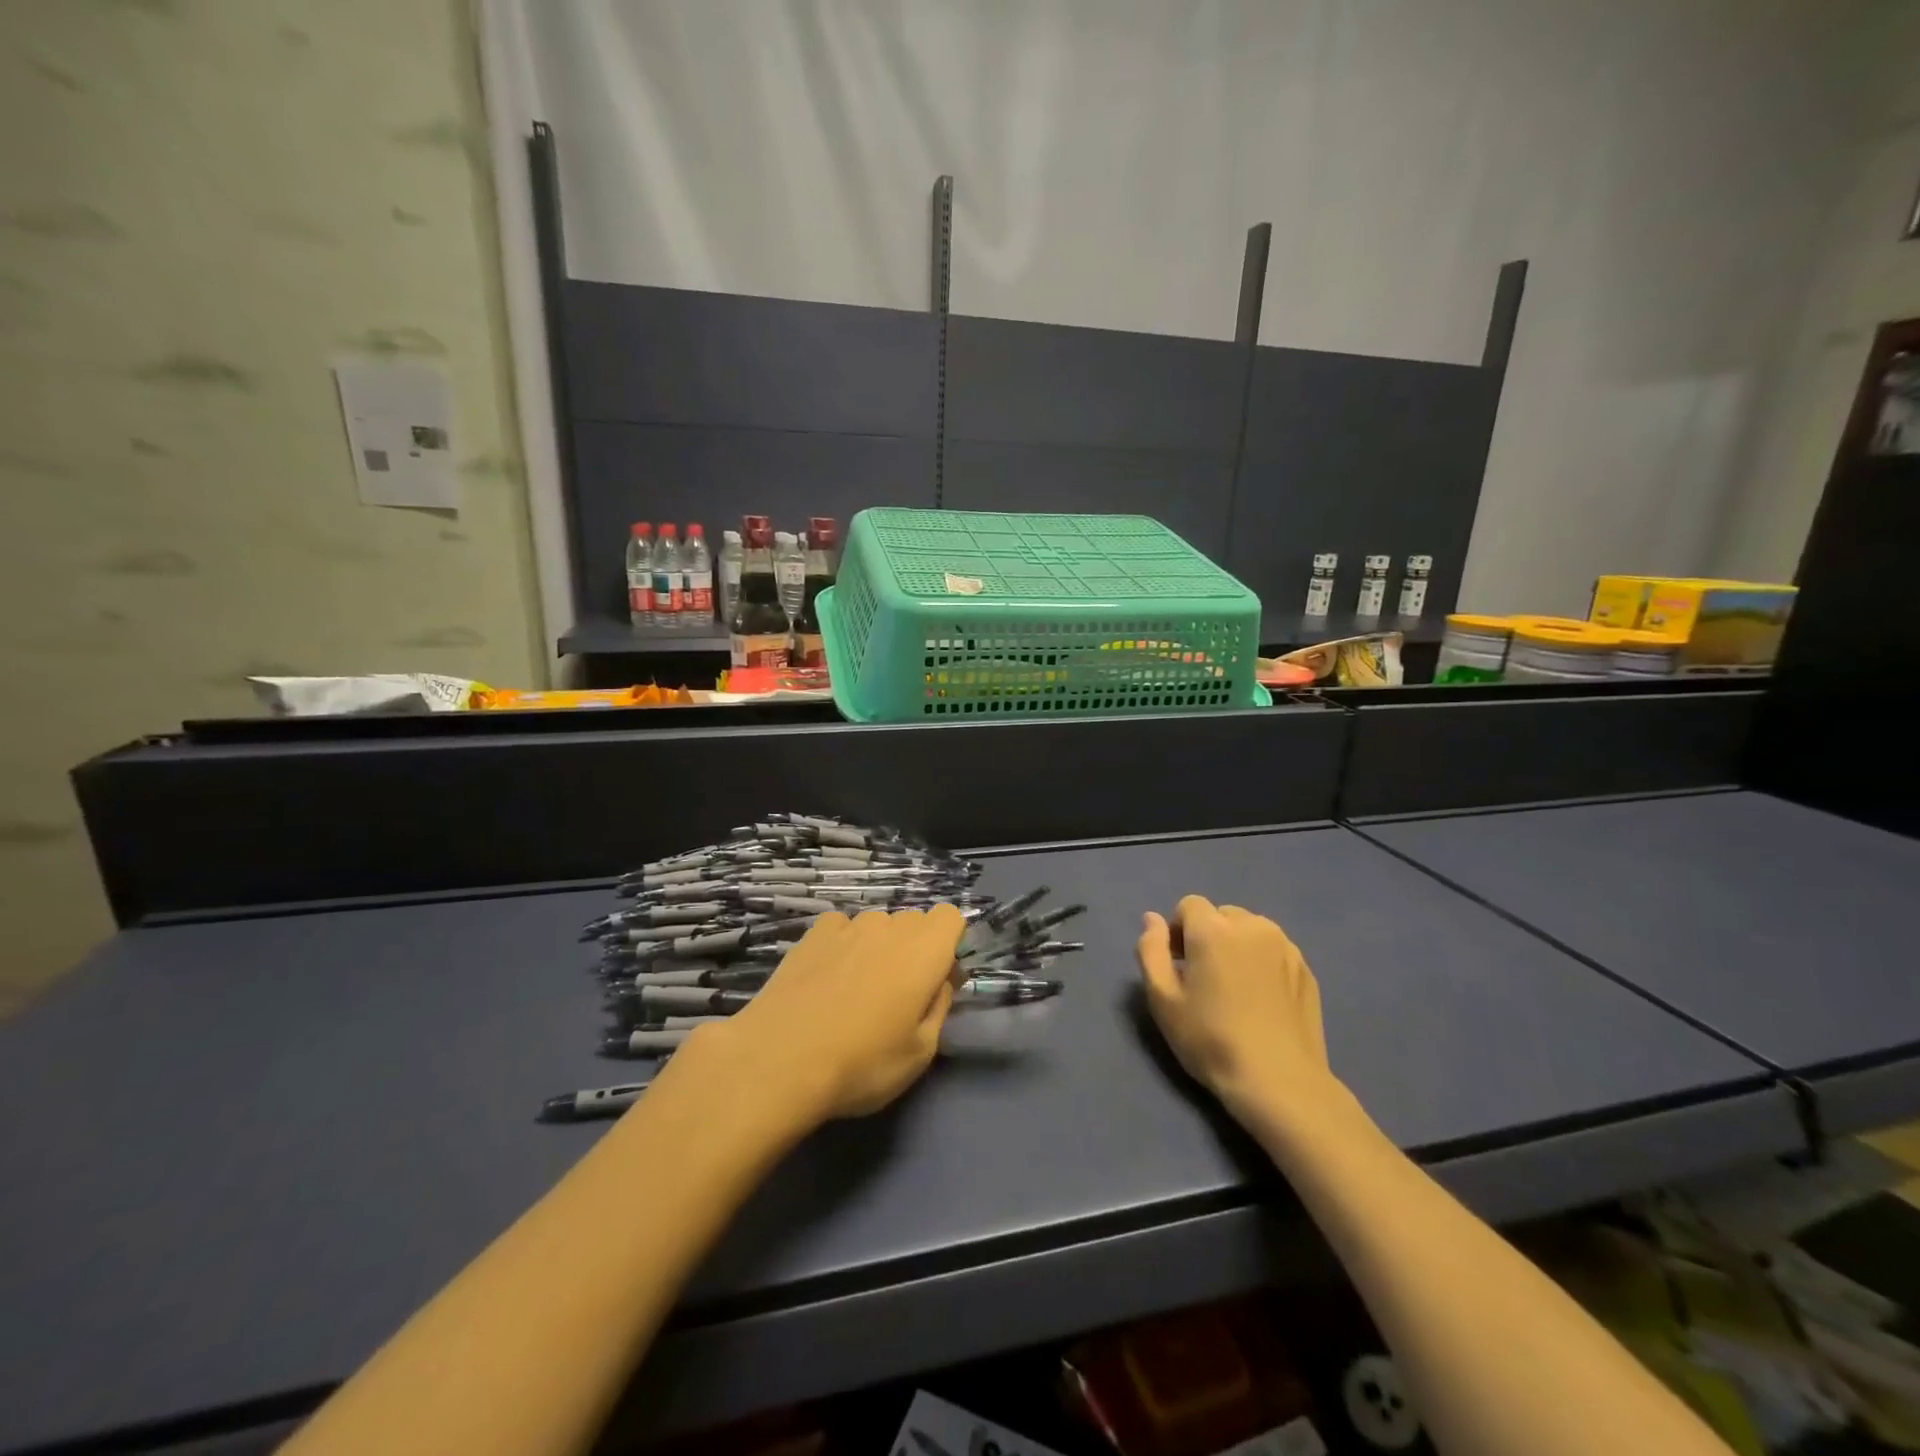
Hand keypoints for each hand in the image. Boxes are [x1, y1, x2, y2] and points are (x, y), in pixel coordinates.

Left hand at [689, 906, 965, 1127]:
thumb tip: (941, 980)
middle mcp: (890, 926)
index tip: (936, 980)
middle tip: (896, 996)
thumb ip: (939, 1006)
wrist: (779, 1060)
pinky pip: (841, 928)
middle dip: (914, 949)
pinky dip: (842, 945)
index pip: (951, 916)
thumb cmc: (862, 1064)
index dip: (947, 944)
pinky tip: (826, 980)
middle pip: (914, 922)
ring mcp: (848, 925)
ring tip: (854, 992)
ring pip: (877, 925)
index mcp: (925, 951)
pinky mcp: (812, 933)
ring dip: (877, 947)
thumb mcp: (920, 1053)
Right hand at [1136, 895, 1343, 1126]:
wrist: (1279, 1082)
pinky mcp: (1306, 969)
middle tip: (1205, 978)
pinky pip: (1274, 950)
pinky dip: (1262, 961)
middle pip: (1221, 915)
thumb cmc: (1210, 1039)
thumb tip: (1151, 918)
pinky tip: (1261, 1000)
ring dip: (1237, 945)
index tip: (1179, 965)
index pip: (1189, 905)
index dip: (1178, 930)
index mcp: (1213, 929)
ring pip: (1250, 930)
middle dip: (1208, 936)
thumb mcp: (1162, 999)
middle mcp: (1252, 926)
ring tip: (1235, 988)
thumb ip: (1151, 950)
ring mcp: (1285, 946)